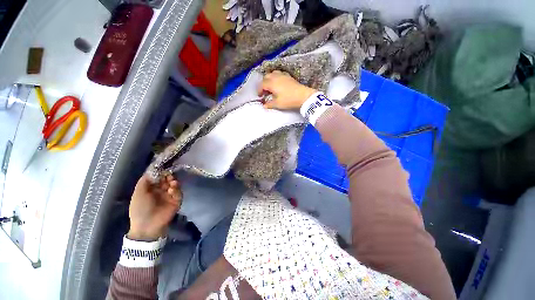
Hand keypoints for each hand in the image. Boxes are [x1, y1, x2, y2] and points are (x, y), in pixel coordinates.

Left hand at [127, 175, 181, 240]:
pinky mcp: (176, 201)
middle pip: (167, 180)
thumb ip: (145, 181)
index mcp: (151, 189)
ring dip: (173, 182)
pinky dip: (176, 190)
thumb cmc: (140, 208)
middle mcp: (161, 191)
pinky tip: (172, 190)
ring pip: (174, 185)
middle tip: (169, 176)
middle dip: (168, 176)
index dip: (161, 173)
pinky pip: (179, 193)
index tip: (163, 169)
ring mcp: (169, 196)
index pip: (158, 178)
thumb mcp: (138, 193)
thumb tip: (153, 170)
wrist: (147, 225)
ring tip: (172, 182)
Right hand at [258, 70, 316, 110]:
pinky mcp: (288, 76)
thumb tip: (264, 105)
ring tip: (271, 87)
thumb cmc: (288, 100)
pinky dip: (276, 77)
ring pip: (273, 73)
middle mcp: (276, 77)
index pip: (262, 85)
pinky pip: (279, 74)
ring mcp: (283, 75)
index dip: (259, 90)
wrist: (303, 96)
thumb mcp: (277, 104)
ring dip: (269, 79)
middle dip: (263, 84)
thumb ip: (269, 104)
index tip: (260, 96)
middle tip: (264, 92)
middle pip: (266, 77)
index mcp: (271, 83)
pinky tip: (278, 83)